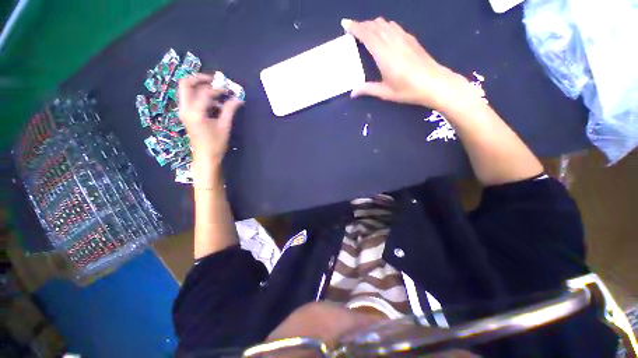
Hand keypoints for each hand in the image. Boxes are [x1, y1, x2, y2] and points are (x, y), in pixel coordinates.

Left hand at [178, 73, 242, 169]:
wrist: (205, 157)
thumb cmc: (216, 144)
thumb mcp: (224, 126)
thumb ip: (229, 110)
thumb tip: (238, 99)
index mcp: (194, 112)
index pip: (205, 93)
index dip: (219, 90)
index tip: (230, 91)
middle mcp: (185, 108)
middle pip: (186, 84)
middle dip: (200, 79)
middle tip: (215, 80)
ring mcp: (183, 111)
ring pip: (187, 90)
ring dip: (201, 87)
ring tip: (217, 93)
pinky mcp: (186, 115)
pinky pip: (190, 99)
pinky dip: (201, 96)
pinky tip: (214, 103)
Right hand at [342, 18, 464, 108]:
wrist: (434, 83)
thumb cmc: (407, 89)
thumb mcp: (385, 92)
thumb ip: (368, 89)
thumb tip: (353, 93)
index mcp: (383, 53)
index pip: (366, 34)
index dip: (355, 27)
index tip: (345, 23)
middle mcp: (392, 41)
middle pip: (374, 26)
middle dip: (362, 25)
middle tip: (353, 29)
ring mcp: (403, 38)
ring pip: (385, 24)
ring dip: (373, 24)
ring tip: (366, 29)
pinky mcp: (410, 39)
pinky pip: (394, 26)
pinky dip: (385, 26)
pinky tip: (384, 31)